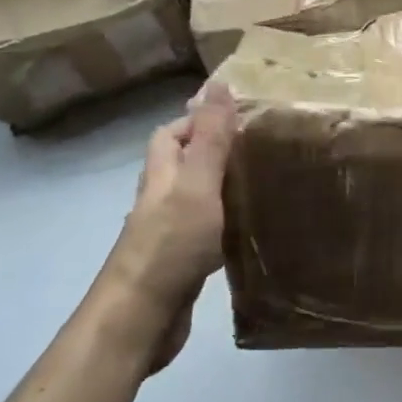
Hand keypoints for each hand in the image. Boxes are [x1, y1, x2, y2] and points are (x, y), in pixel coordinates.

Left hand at [92, 82, 236, 375]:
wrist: (141, 318)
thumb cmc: (171, 245)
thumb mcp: (197, 183)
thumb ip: (211, 138)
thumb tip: (217, 83)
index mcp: (161, 176)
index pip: (171, 134)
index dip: (198, 120)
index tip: (239, 118)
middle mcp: (159, 200)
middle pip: (180, 165)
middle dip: (212, 152)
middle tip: (258, 149)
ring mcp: (167, 235)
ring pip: (193, 198)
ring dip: (219, 188)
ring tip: (260, 183)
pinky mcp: (179, 264)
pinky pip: (203, 232)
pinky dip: (223, 223)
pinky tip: (246, 231)